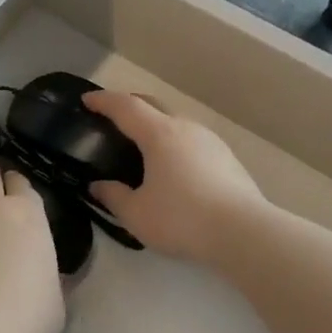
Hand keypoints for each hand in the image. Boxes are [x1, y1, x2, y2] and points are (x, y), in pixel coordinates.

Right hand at [83, 91, 269, 265]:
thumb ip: (113, 197)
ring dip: (155, 124)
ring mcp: (210, 141)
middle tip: (113, 117)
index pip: (125, 106)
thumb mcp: (137, 215)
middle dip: (130, 105)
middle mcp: (185, 128)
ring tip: (143, 144)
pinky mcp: (228, 158)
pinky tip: (174, 166)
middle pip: (153, 104)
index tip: (87, 100)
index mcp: (159, 134)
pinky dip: (175, 142)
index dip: (104, 101)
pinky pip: (192, 140)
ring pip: (176, 121)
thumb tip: (98, 186)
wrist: (244, 232)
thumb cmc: (182, 219)